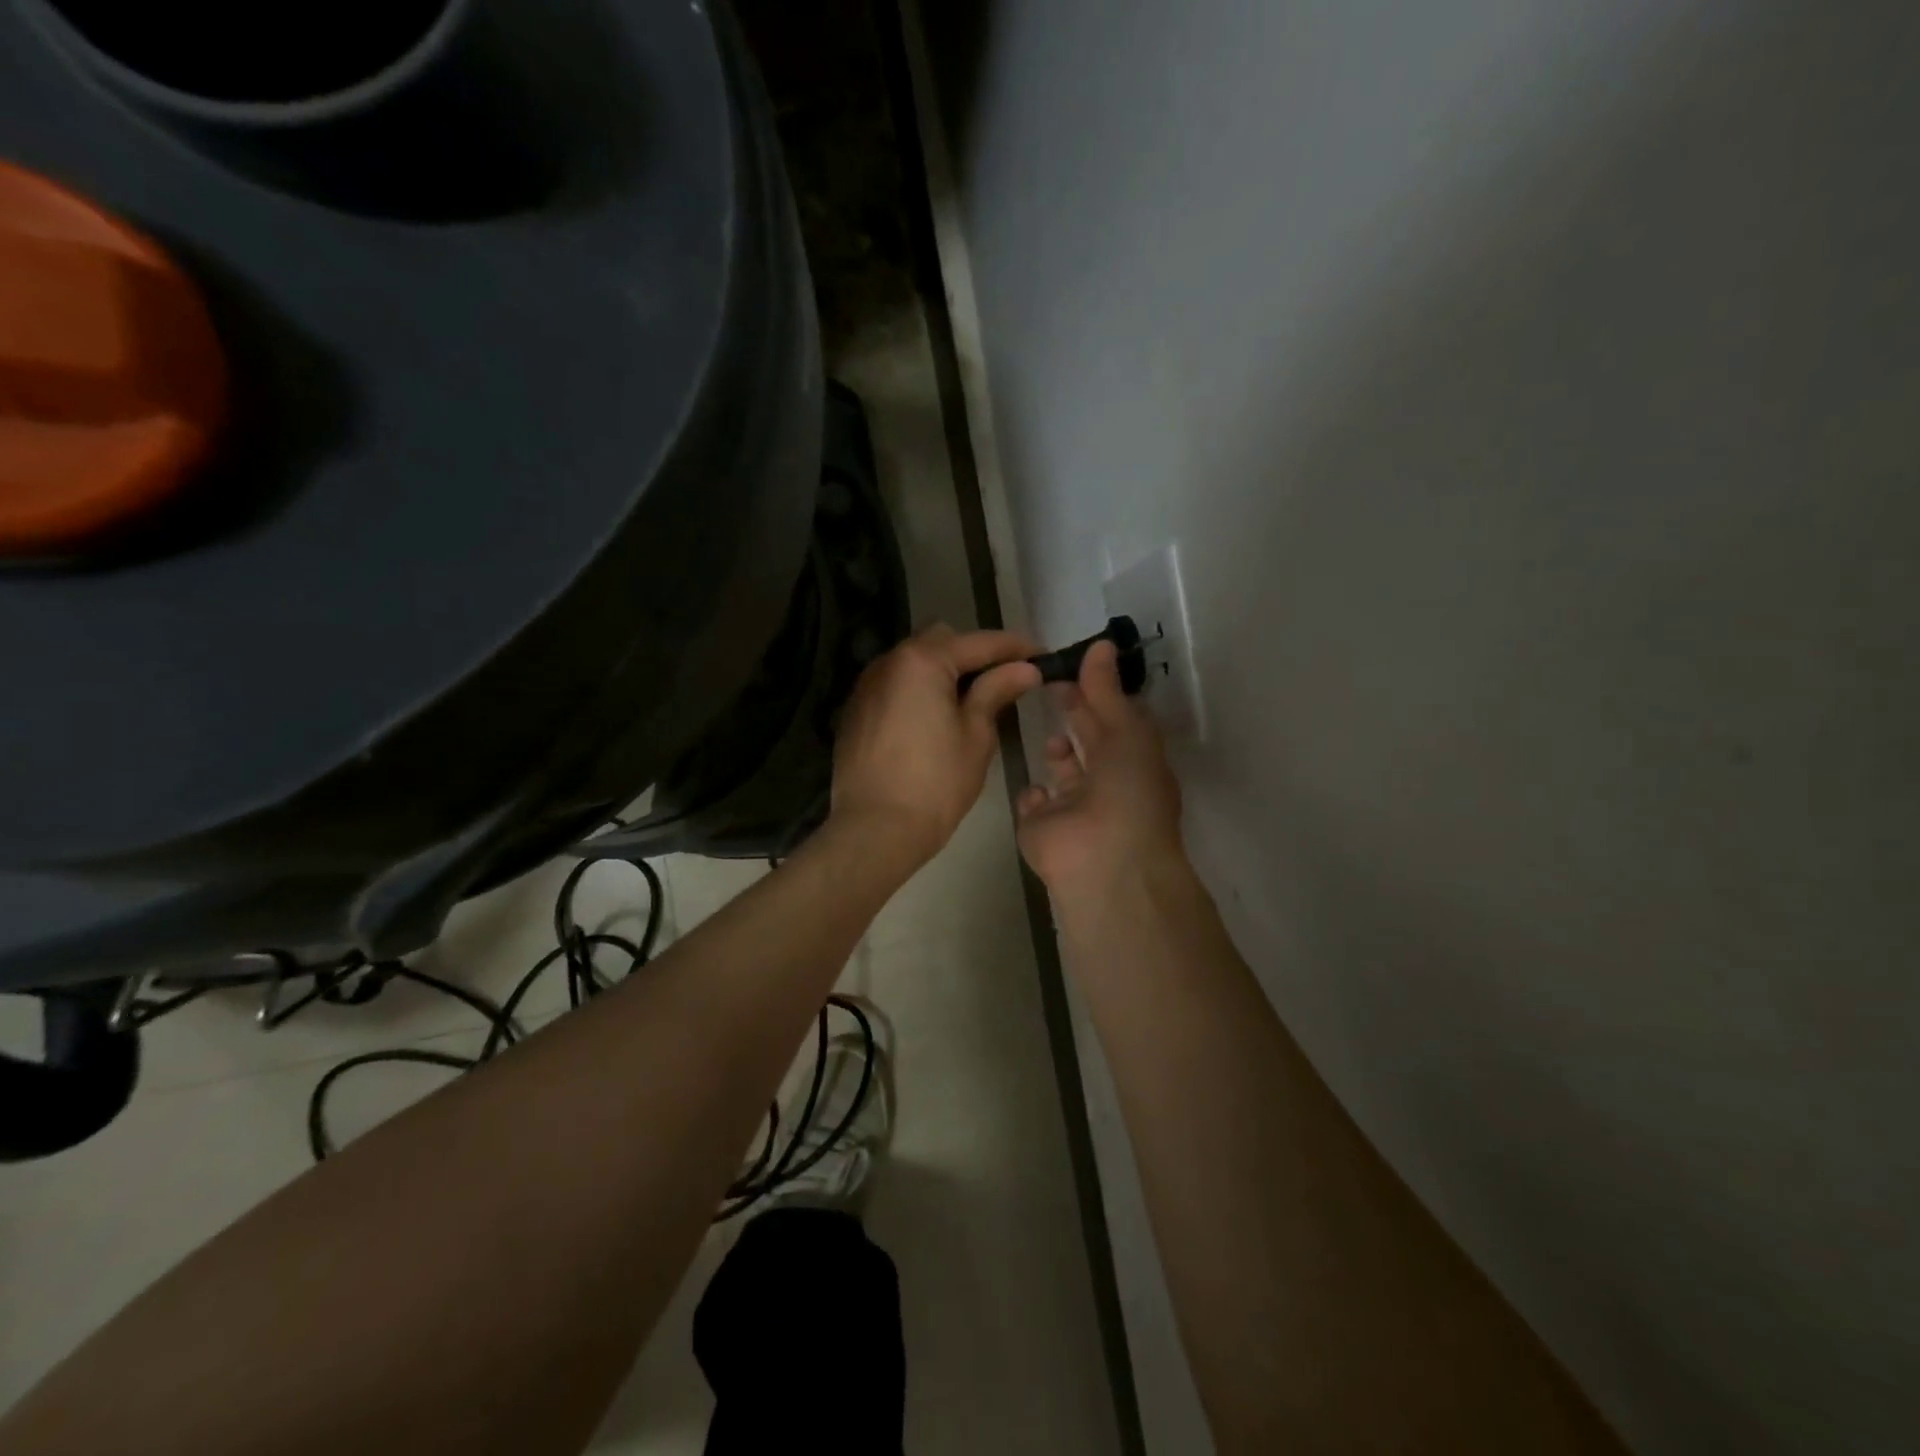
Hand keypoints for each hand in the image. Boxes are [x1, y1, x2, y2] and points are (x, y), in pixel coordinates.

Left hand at [831, 624, 1041, 866]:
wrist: (875, 829)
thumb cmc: (936, 784)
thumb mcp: (976, 735)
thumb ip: (996, 691)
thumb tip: (1024, 668)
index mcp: (923, 661)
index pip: (979, 643)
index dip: (1015, 647)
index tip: (1042, 655)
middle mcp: (889, 662)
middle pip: (941, 642)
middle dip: (975, 654)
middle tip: (1006, 679)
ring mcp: (867, 686)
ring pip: (914, 662)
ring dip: (945, 671)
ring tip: (973, 699)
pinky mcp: (856, 711)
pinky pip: (896, 685)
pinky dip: (920, 690)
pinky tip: (936, 718)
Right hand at [1016, 640, 1186, 902]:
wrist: (1103, 860)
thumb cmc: (1127, 791)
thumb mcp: (1125, 731)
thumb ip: (1107, 689)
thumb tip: (1101, 644)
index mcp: (1134, 763)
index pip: (1115, 720)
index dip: (1096, 693)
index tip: (1070, 667)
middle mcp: (1108, 785)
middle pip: (1089, 743)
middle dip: (1074, 714)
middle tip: (1048, 683)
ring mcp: (1074, 810)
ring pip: (1064, 775)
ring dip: (1057, 753)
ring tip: (1050, 737)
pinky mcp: (1042, 829)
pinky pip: (1034, 804)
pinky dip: (1033, 794)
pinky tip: (1036, 788)